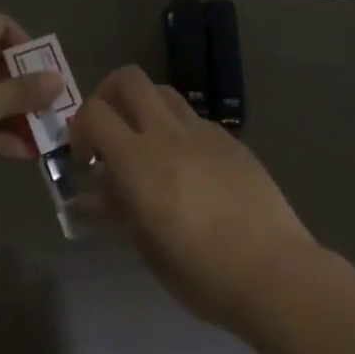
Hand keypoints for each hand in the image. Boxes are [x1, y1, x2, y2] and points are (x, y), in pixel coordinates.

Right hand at [71, 66, 316, 329]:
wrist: (274, 272)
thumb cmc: (202, 274)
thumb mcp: (148, 249)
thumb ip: (118, 209)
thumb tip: (95, 193)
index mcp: (138, 161)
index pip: (94, 112)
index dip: (80, 128)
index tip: (85, 159)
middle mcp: (166, 133)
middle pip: (128, 79)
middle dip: (109, 94)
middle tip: (108, 130)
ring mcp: (201, 130)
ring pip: (162, 91)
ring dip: (144, 107)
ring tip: (146, 144)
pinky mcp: (228, 138)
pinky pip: (192, 118)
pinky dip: (178, 131)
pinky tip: (188, 168)